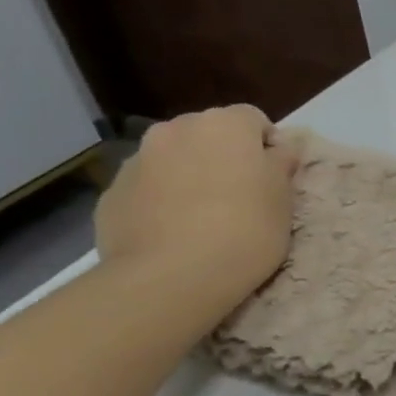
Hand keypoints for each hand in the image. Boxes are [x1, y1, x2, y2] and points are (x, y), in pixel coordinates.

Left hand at [95, 105, 296, 313]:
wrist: (171, 276)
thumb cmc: (245, 231)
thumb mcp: (283, 199)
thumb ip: (281, 165)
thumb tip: (280, 148)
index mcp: (225, 125)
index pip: (253, 119)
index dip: (267, 146)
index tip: (274, 177)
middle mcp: (176, 129)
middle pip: (208, 134)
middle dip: (223, 156)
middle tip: (239, 196)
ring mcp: (138, 159)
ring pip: (173, 158)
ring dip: (189, 175)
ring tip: (202, 217)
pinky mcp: (112, 192)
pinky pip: (147, 187)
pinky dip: (161, 200)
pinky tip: (173, 232)